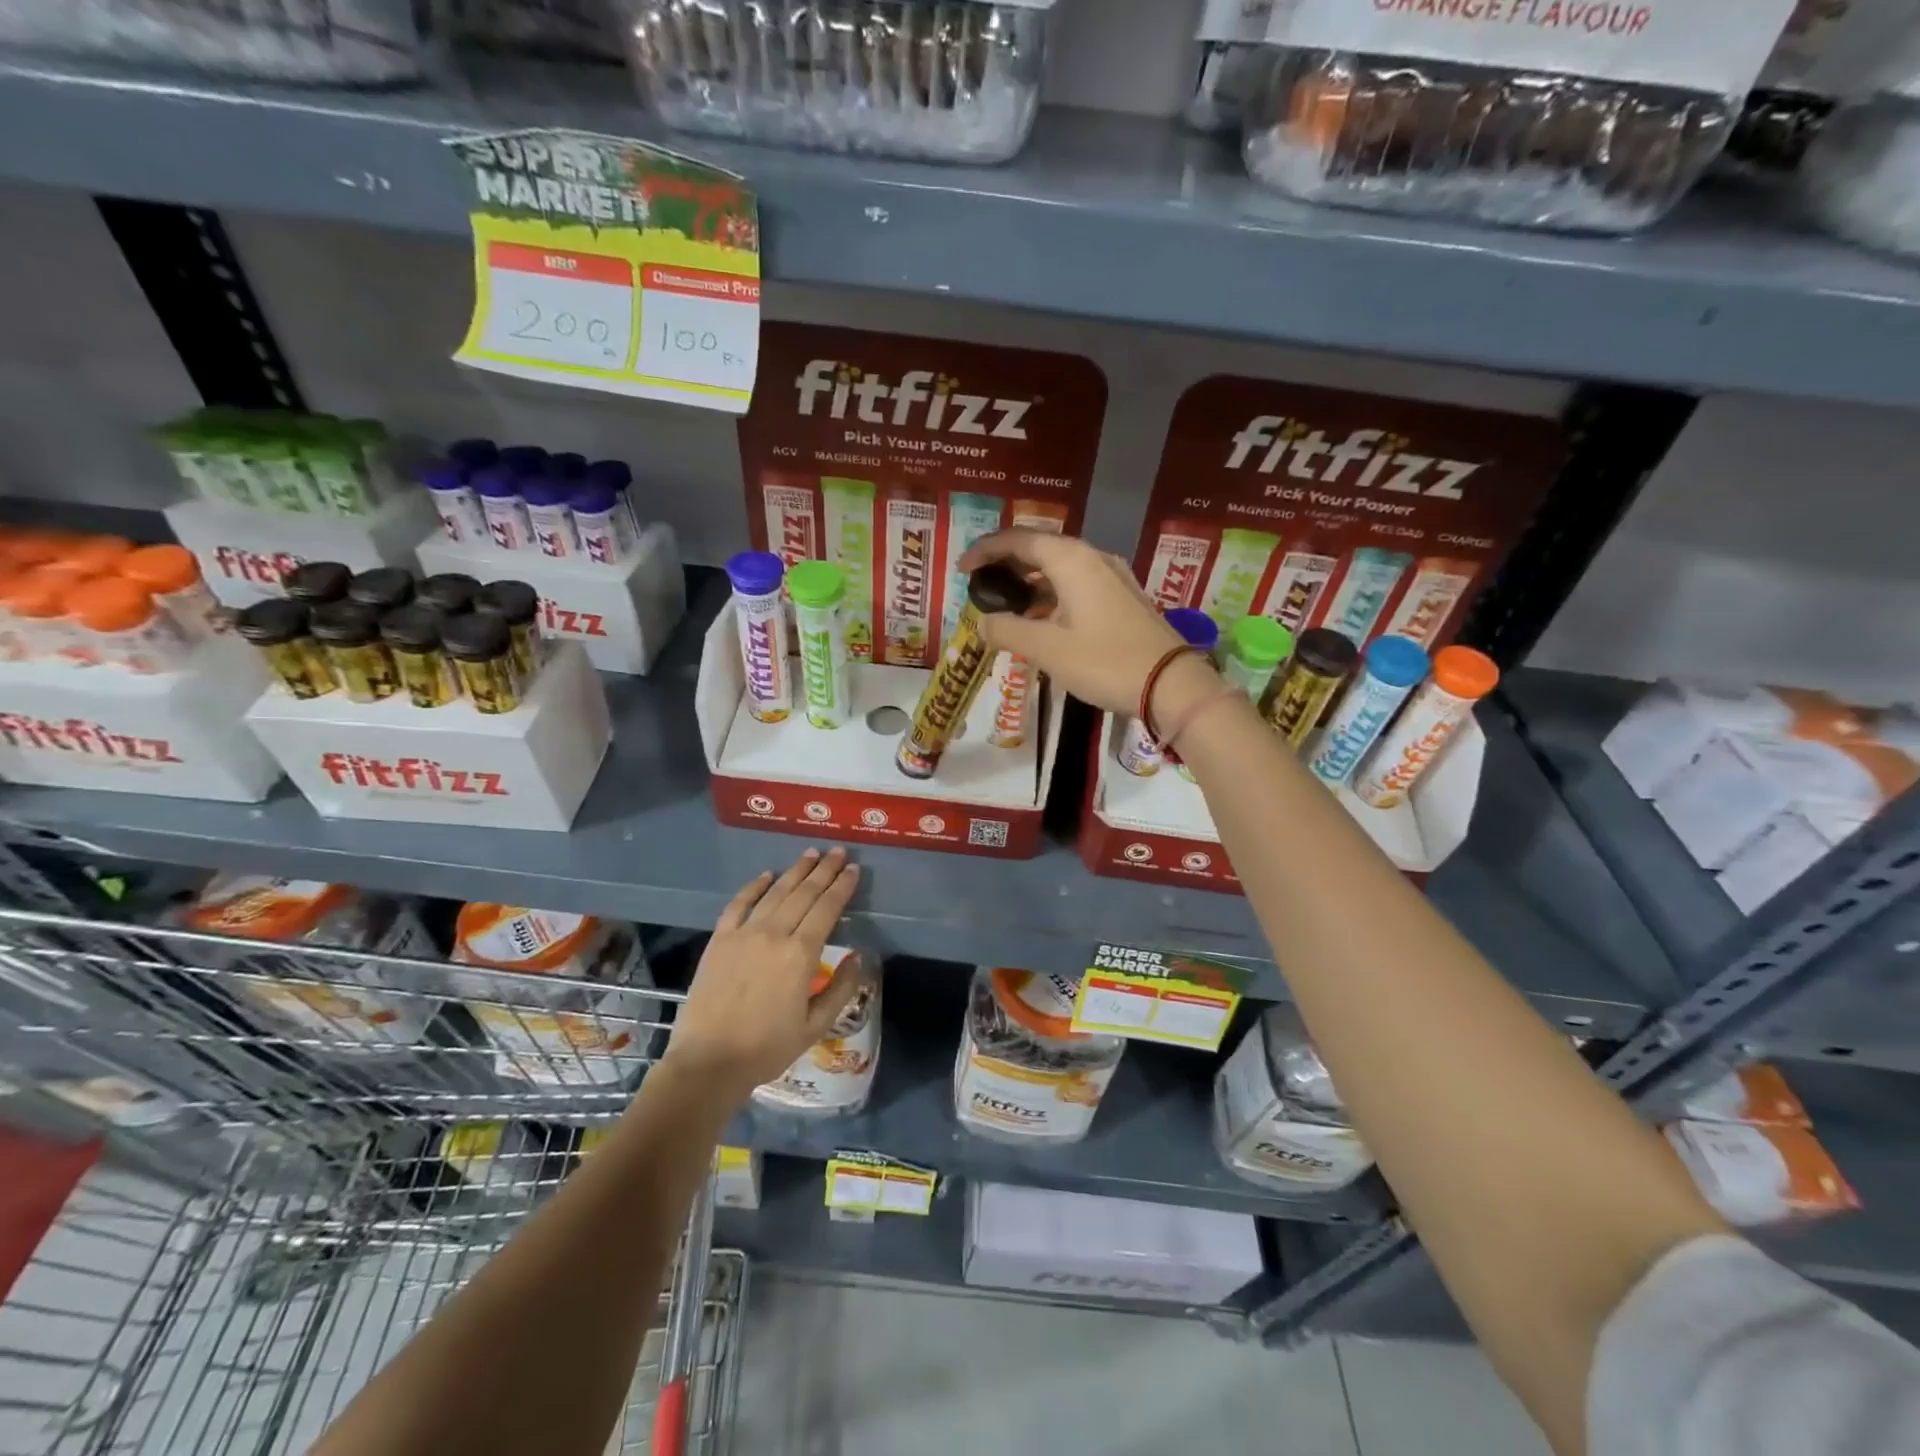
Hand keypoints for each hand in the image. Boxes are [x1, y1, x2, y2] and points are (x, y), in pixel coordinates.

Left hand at [662, 848, 863, 1099]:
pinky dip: (754, 886)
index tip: (853, 869)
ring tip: (810, 854)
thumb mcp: (815, 1026)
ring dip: (795, 871)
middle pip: (804, 893)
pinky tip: (767, 875)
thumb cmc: (767, 1048)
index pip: (827, 908)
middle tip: (837, 851)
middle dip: (823, 870)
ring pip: (775, 892)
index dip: (842, 886)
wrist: (708, 1062)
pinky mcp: (720, 940)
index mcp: (801, 954)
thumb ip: (841, 989)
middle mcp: (774, 934)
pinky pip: (738, 904)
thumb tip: (858, 957)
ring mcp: (744, 934)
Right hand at [958, 529, 1184, 716]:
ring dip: (1030, 579)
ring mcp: (1112, 576)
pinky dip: (1052, 593)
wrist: (1171, 684)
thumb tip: (982, 623)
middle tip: (981, 584)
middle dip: (1007, 562)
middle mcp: (1092, 558)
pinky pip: (1077, 583)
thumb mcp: (1048, 649)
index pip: (1019, 539)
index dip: (986, 550)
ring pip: (1060, 566)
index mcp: (1071, 560)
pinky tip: (1042, 618)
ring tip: (1006, 602)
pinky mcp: (1123, 597)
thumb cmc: (1105, 661)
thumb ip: (1008, 631)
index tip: (962, 569)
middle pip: (1040, 547)